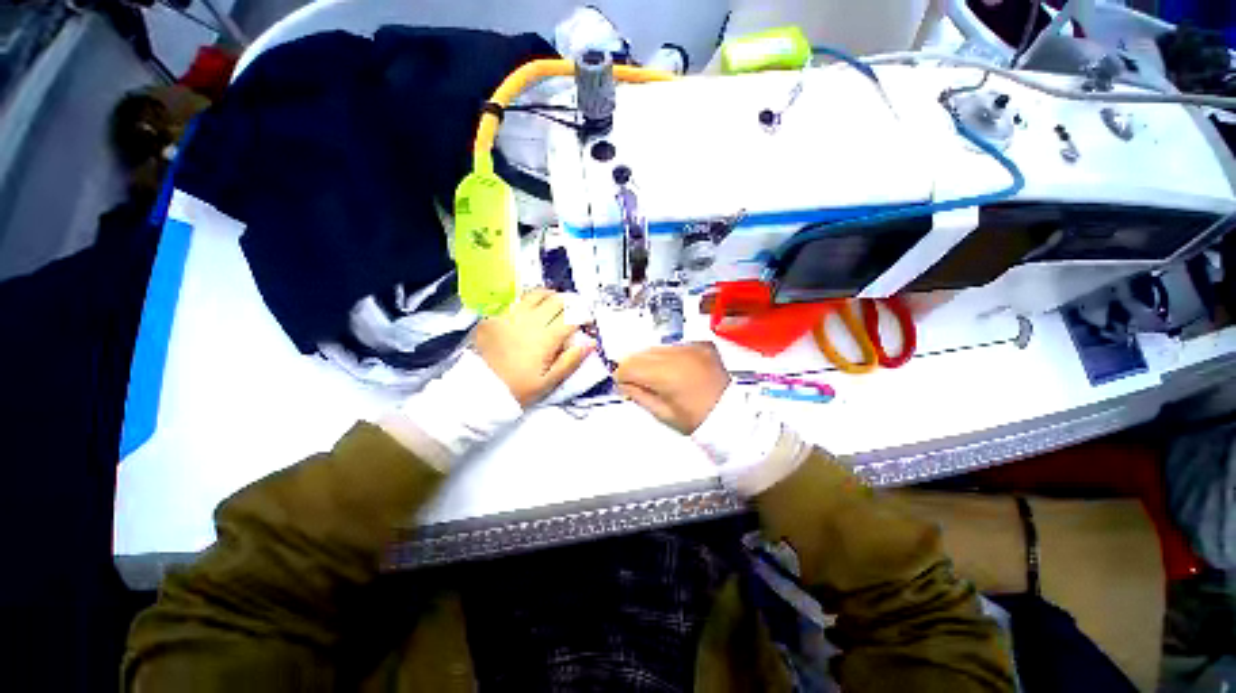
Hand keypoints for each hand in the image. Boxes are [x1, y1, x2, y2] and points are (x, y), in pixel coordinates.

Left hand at [473, 289, 591, 407]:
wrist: (479, 389)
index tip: (587, 322)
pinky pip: (515, 299)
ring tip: (554, 303)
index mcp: (546, 338)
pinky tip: (529, 308)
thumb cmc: (518, 388)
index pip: (572, 318)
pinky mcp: (494, 314)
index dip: (584, 317)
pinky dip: (527, 300)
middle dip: (570, 303)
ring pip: (536, 294)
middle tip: (573, 310)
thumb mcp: (548, 382)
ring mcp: (510, 315)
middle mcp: (530, 321)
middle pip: (557, 301)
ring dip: (550, 296)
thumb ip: (570, 361)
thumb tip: (590, 343)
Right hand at [615, 343, 730, 433]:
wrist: (732, 415)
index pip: (631, 366)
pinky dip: (668, 356)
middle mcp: (678, 354)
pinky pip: (675, 346)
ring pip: (657, 348)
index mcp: (668, 374)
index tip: (620, 384)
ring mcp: (692, 347)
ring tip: (655, 377)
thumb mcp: (663, 414)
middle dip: (634, 366)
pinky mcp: (701, 345)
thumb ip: (638, 395)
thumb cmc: (697, 420)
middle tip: (634, 381)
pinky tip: (673, 370)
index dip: (621, 375)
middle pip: (642, 353)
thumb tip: (622, 383)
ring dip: (650, 360)